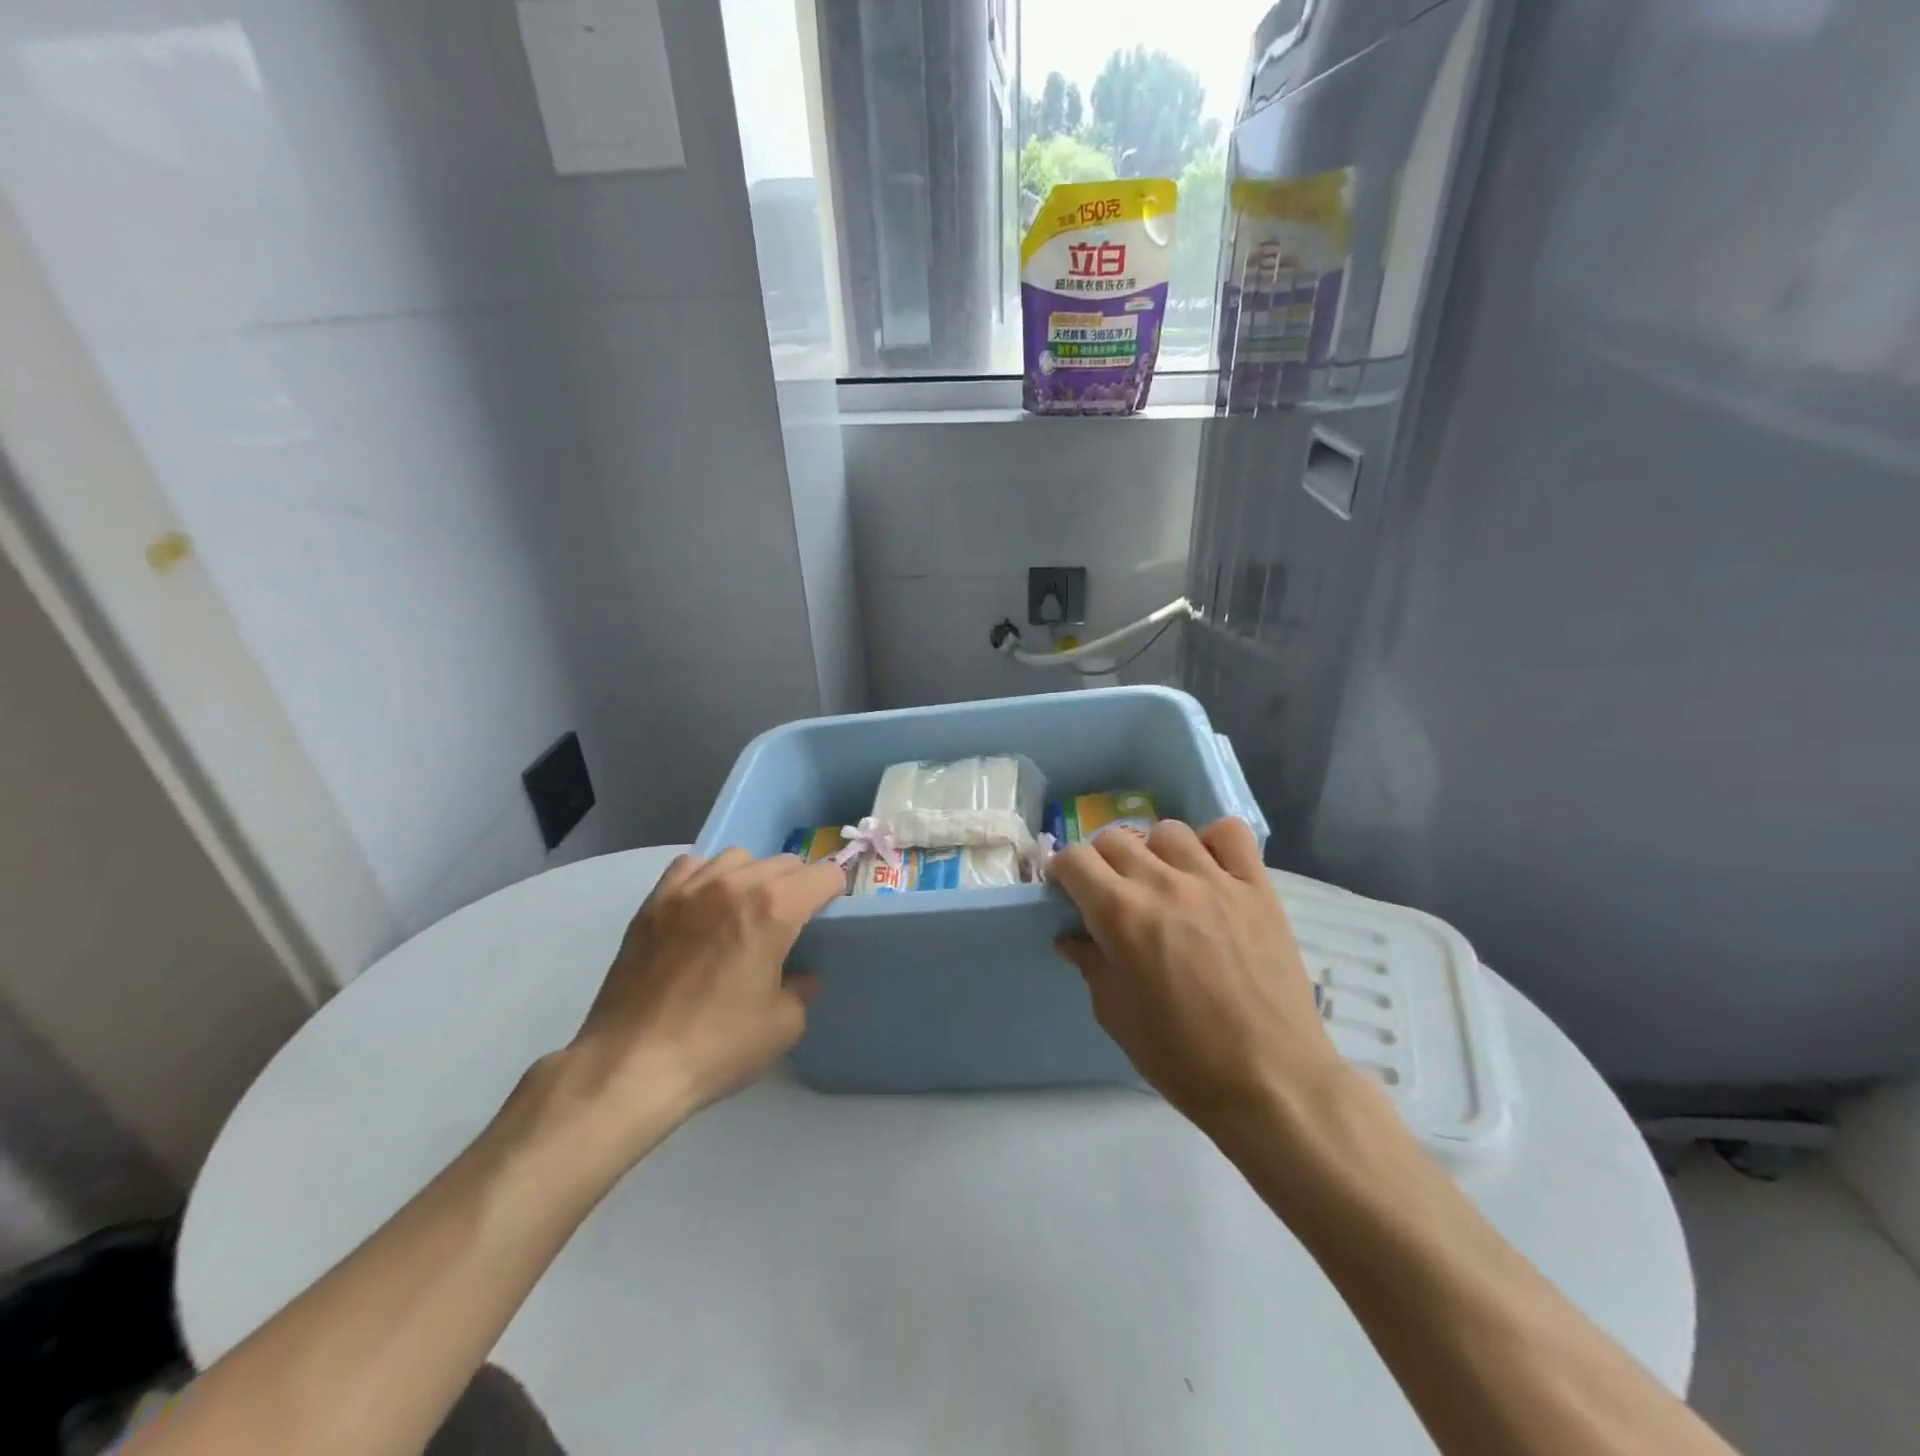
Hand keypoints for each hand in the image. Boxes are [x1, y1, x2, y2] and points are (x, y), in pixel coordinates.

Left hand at [563, 850, 844, 1138]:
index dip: (834, 892)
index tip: (829, 915)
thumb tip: (799, 977)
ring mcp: (689, 889)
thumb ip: (801, 989)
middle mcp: (734, 884)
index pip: (823, 875)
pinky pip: (692, 866)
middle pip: (783, 863)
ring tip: (745, 910)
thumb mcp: (782, 1026)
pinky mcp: (654, 902)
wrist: (631, 1065)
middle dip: (797, 886)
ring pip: (738, 858)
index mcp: (774, 909)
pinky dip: (707, 877)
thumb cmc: (716, 1046)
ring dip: (753, 877)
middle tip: (791, 923)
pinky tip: (704, 907)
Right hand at [1049, 818, 1343, 1134]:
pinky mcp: (1257, 887)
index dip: (1063, 872)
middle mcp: (1163, 883)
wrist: (1270, 1080)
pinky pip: (1231, 833)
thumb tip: (1072, 938)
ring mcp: (1214, 880)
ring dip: (1154, 852)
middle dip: (1102, 861)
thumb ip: (1091, 964)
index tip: (1068, 892)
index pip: (1075, 859)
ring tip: (1163, 882)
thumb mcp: (1116, 1016)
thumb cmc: (1182, 1058)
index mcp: (1121, 915)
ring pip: (1168, 831)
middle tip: (1111, 893)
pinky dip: (1214, 842)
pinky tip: (1210, 870)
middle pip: (1115, 838)